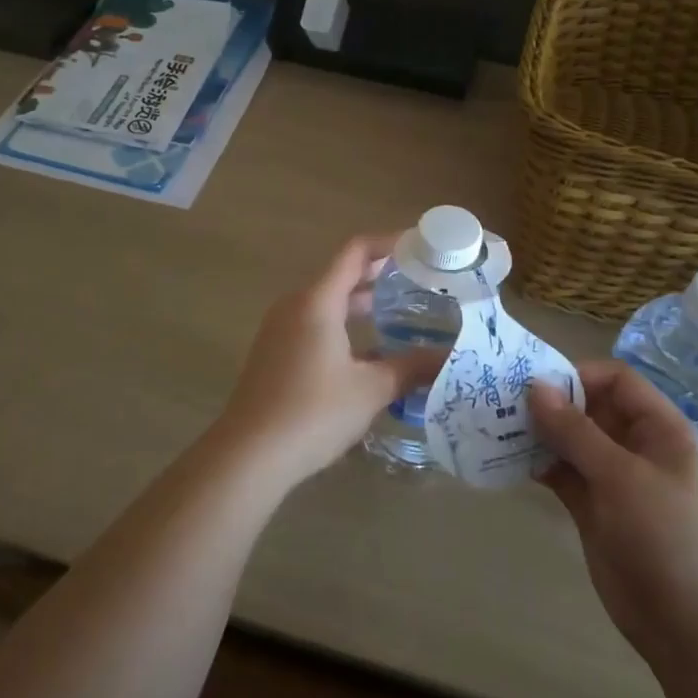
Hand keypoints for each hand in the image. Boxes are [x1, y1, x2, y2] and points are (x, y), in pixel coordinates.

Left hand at [210, 233, 447, 495]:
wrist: (249, 454)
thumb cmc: (313, 412)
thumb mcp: (371, 389)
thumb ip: (411, 368)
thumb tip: (448, 357)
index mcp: (317, 301)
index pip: (355, 252)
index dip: (389, 243)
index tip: (420, 246)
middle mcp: (295, 306)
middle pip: (341, 276)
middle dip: (380, 275)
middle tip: (421, 281)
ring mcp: (281, 331)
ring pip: (328, 304)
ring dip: (362, 304)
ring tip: (401, 313)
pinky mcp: (275, 355)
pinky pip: (315, 326)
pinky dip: (344, 327)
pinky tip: (370, 353)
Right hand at [529, 361, 697, 666]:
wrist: (688, 625)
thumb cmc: (666, 537)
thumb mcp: (621, 477)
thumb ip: (575, 431)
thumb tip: (535, 387)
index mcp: (660, 429)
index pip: (617, 381)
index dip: (578, 376)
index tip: (534, 385)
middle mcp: (637, 447)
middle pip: (590, 409)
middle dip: (551, 404)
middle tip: (503, 403)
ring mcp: (614, 480)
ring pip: (572, 442)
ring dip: (540, 434)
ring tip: (498, 428)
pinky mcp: (595, 509)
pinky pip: (564, 474)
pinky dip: (540, 466)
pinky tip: (510, 461)